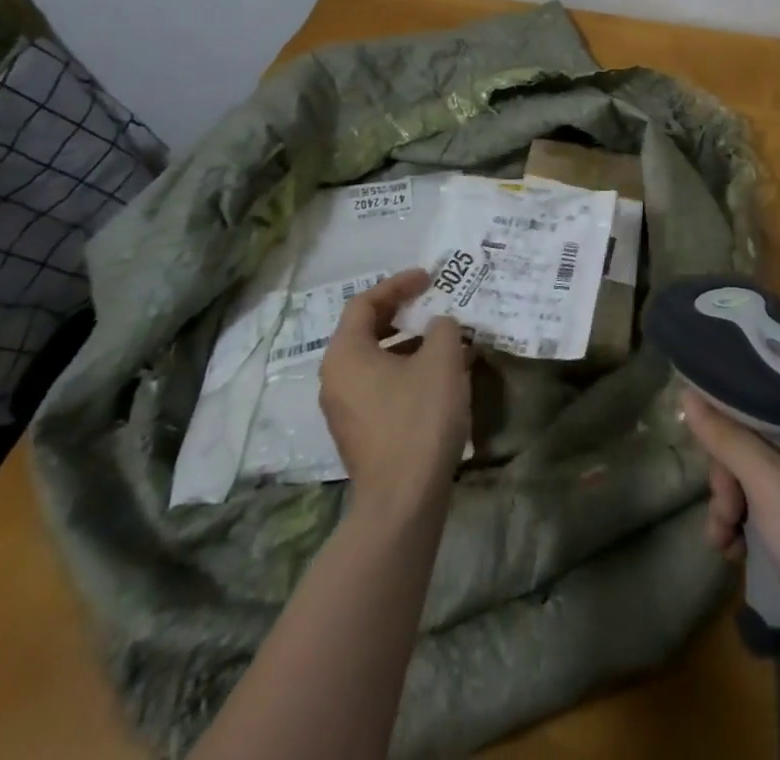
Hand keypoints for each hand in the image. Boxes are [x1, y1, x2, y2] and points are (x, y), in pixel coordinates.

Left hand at [320, 270, 470, 510]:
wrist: (403, 500)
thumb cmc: (419, 418)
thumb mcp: (442, 359)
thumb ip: (443, 328)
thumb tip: (439, 326)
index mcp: (345, 354)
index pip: (364, 303)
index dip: (398, 284)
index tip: (429, 278)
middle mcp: (335, 378)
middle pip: (365, 330)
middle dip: (402, 312)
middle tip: (432, 303)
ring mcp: (344, 409)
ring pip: (375, 359)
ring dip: (408, 343)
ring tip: (445, 340)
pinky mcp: (359, 432)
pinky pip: (379, 385)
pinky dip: (405, 370)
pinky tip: (439, 378)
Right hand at [683, 394, 779, 662]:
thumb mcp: (770, 487)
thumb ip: (727, 438)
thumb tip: (687, 394)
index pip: (763, 395)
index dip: (729, 413)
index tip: (704, 438)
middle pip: (755, 437)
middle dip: (728, 474)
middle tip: (722, 506)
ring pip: (756, 475)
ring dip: (731, 503)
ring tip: (723, 538)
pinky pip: (767, 506)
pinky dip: (745, 524)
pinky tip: (733, 551)